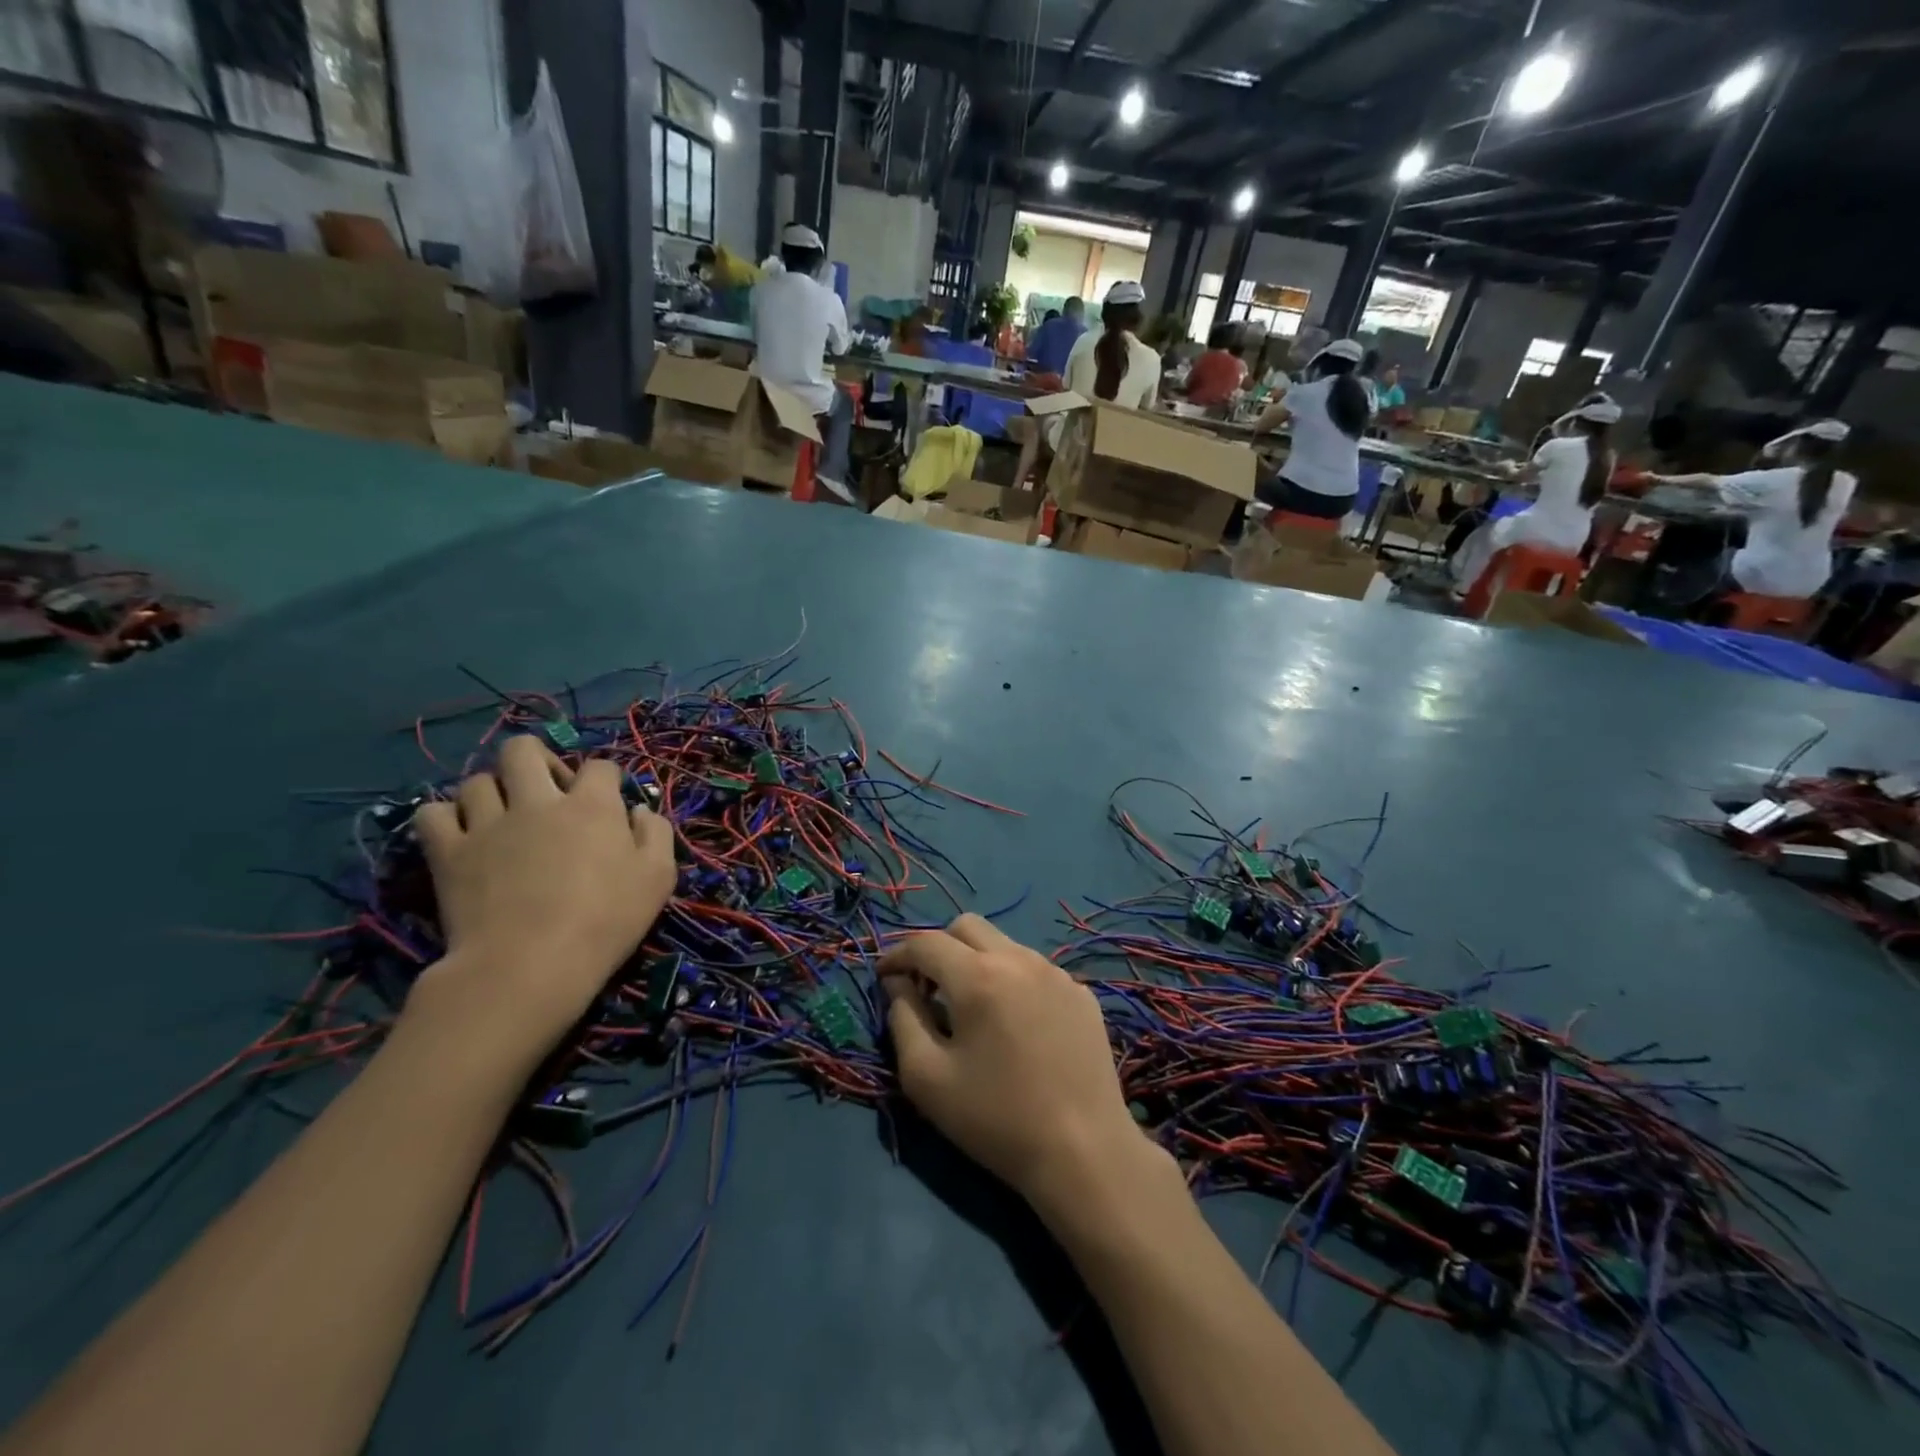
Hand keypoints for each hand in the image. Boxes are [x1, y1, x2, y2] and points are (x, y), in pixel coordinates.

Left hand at [409, 736, 675, 1061]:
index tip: (608, 802)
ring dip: (492, 792)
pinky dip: (444, 818)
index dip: (606, 779)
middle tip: (546, 792)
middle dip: (536, 760)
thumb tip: (638, 809)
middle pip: (523, 750)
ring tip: (502, 817)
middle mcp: (538, 801)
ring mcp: (487, 824)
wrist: (530, 966)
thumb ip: (655, 833)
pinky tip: (460, 835)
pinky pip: (431, 814)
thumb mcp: (658, 878)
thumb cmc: (606, 922)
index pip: (599, 766)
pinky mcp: (448, 852)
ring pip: (476, 780)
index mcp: (591, 806)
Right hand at [878, 915, 1151, 1210]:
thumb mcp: (927, 1077)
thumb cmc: (995, 1118)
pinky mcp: (1082, 994)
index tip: (884, 976)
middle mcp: (1019, 959)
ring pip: (1004, 944)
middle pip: (967, 926)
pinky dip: (1012, 981)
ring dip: (977, 961)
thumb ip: (903, 1019)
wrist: (1084, 1152)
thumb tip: (898, 984)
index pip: (926, 942)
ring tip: (971, 1007)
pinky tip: (1015, 1025)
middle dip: (938, 947)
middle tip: (926, 986)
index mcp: (978, 975)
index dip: (897, 954)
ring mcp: (1057, 974)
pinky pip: (1035, 970)